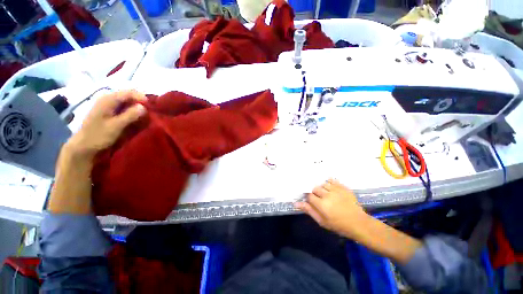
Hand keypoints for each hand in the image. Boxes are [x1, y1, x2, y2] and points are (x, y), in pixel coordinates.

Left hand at [65, 90, 146, 158]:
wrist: (83, 145)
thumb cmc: (98, 135)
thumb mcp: (116, 126)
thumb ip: (130, 115)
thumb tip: (143, 107)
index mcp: (108, 99)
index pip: (128, 92)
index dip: (141, 97)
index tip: (151, 106)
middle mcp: (107, 98)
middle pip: (127, 95)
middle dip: (139, 101)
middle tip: (149, 111)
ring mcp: (106, 104)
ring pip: (125, 100)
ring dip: (135, 106)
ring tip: (144, 114)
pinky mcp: (107, 111)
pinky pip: (122, 106)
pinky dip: (130, 110)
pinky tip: (134, 116)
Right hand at [295, 179, 367, 236]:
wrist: (358, 223)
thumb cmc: (338, 225)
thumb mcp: (322, 221)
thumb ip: (309, 210)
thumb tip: (296, 203)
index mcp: (321, 204)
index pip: (309, 196)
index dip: (310, 198)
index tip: (313, 202)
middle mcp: (327, 195)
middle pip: (315, 188)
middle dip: (316, 193)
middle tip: (320, 199)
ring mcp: (336, 190)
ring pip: (323, 184)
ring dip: (323, 189)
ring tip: (327, 195)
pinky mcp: (343, 187)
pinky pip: (332, 180)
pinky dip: (329, 183)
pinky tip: (331, 188)